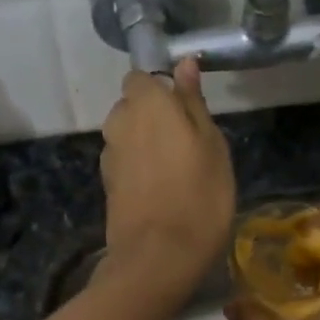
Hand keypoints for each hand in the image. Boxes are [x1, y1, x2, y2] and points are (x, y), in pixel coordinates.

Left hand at [99, 60, 235, 300]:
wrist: (159, 257)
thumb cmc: (199, 195)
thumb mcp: (212, 144)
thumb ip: (193, 102)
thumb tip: (185, 63)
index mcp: (146, 103)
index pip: (142, 77)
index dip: (162, 90)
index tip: (186, 112)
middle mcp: (119, 122)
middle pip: (132, 107)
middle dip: (152, 116)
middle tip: (187, 143)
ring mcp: (109, 156)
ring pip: (127, 136)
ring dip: (145, 144)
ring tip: (175, 171)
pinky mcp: (107, 185)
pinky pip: (124, 163)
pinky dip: (138, 169)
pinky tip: (160, 191)